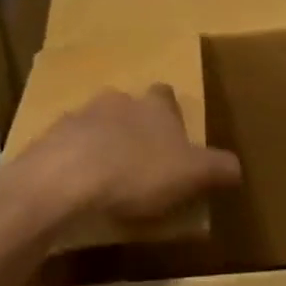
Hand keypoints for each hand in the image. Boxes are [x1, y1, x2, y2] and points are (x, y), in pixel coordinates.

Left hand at [16, 85, 241, 227]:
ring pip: (95, 125)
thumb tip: (236, 167)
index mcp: (153, 106)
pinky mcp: (48, 140)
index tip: (174, 140)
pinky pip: (66, 148)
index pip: (166, 96)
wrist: (65, 179)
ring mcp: (77, 118)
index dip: (171, 116)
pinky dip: (74, 163)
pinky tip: (77, 189)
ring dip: (101, 144)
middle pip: (128, 107)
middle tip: (141, 161)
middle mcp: (116, 101)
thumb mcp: (191, 175)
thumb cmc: (137, 172)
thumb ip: (217, 168)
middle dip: (134, 128)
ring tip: (107, 178)